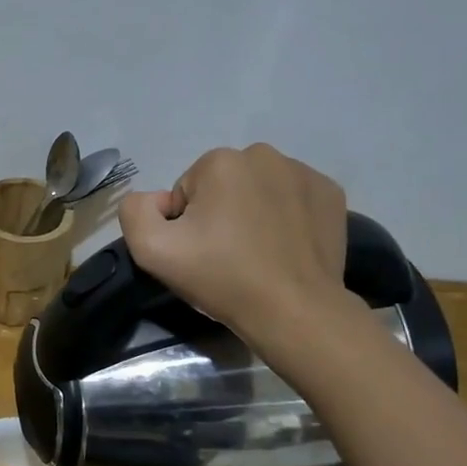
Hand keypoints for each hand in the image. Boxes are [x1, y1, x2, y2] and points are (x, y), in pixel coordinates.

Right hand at [119, 144, 352, 334]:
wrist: (294, 310)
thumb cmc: (222, 277)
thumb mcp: (152, 250)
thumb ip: (135, 211)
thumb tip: (155, 200)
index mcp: (220, 161)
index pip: (187, 191)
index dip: (186, 225)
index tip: (201, 253)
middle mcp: (264, 154)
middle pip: (223, 185)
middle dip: (220, 213)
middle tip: (227, 255)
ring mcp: (304, 172)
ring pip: (259, 190)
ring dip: (252, 213)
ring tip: (258, 254)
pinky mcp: (331, 194)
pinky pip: (293, 198)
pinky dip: (286, 217)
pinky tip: (285, 247)